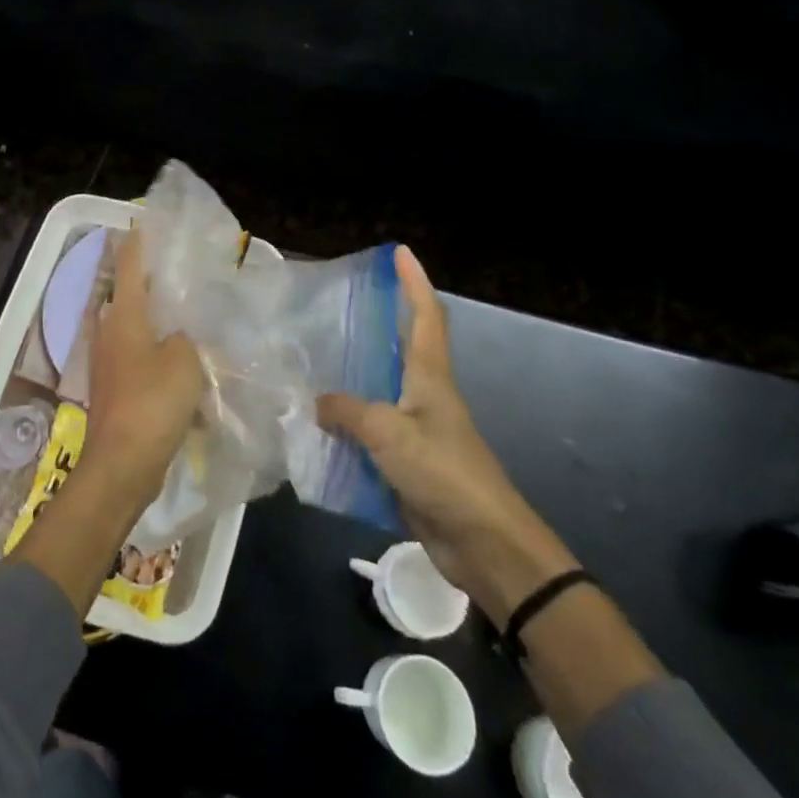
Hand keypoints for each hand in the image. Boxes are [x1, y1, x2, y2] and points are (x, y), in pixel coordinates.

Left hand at [82, 228, 205, 512]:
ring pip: (132, 328)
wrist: (122, 464)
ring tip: (182, 313)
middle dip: (146, 281)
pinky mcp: (115, 389)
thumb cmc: (152, 402)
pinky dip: (155, 352)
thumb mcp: (185, 360)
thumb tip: (181, 336)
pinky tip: (179, 361)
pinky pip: (137, 358)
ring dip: (153, 319)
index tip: (143, 222)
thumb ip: (188, 338)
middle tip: (175, 270)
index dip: (137, 242)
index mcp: (124, 317)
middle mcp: (109, 333)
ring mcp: (108, 363)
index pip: (128, 266)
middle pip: (126, 296)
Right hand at [318, 246, 578, 625]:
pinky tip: (317, 427)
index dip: (414, 282)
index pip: (426, 316)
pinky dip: (346, 427)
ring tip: (313, 364)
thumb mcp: (390, 433)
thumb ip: (349, 411)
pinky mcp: (407, 463)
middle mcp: (424, 396)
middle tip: (337, 309)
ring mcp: (416, 430)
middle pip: (402, 348)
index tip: (400, 253)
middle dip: (376, 325)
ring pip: (379, 392)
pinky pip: (370, 434)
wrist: (484, 545)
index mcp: (430, 377)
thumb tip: (318, 402)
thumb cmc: (444, 473)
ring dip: (352, 379)